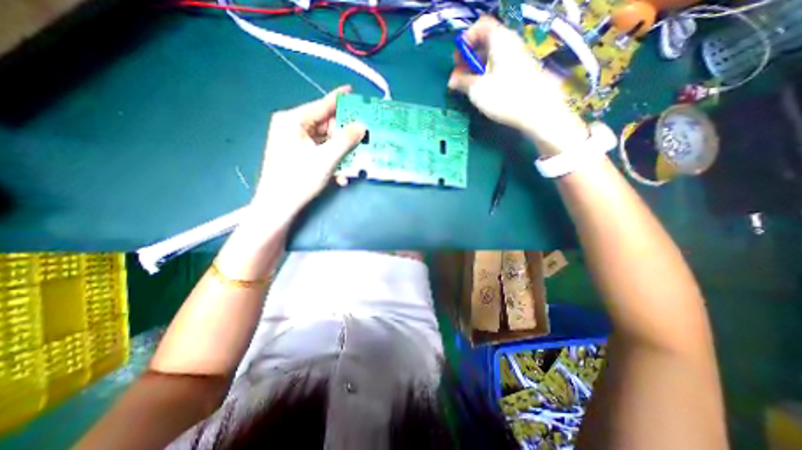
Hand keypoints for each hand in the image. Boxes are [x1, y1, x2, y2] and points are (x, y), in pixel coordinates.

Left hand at [250, 84, 364, 218]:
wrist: (278, 207)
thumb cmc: (299, 179)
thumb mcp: (326, 159)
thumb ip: (346, 140)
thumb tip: (362, 125)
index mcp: (293, 120)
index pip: (321, 105)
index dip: (339, 99)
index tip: (354, 91)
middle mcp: (291, 127)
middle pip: (324, 125)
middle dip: (344, 134)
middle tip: (362, 137)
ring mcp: (293, 142)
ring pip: (324, 141)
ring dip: (340, 152)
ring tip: (355, 159)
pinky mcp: (297, 156)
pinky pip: (319, 152)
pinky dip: (331, 161)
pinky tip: (341, 175)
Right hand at [444, 16, 586, 154]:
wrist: (537, 111)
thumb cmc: (504, 97)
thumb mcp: (477, 90)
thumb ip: (462, 82)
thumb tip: (452, 81)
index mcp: (500, 40)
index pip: (480, 26)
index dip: (466, 40)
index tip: (458, 60)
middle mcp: (510, 43)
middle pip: (485, 42)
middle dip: (468, 58)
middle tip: (459, 76)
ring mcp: (517, 57)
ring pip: (492, 55)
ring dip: (476, 68)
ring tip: (468, 86)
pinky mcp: (520, 71)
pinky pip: (499, 65)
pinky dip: (487, 73)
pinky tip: (483, 89)